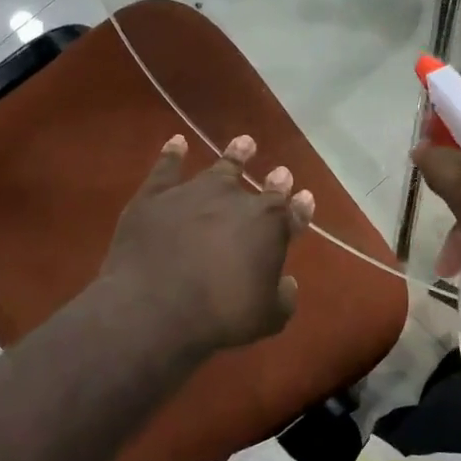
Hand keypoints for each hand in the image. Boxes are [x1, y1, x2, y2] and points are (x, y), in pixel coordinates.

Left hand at [99, 133, 315, 356]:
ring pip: (221, 166)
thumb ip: (283, 298)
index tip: (305, 196)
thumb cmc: (219, 315)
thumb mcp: (267, 318)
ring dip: (235, 154)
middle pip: (262, 187)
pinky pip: (167, 167)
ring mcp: (195, 192)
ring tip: (244, 142)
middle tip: (280, 172)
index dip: (300, 206)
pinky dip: (173, 153)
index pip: (292, 212)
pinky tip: (176, 142)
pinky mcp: (156, 195)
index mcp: (270, 227)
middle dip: (275, 180)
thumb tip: (287, 284)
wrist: (155, 305)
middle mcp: (237, 200)